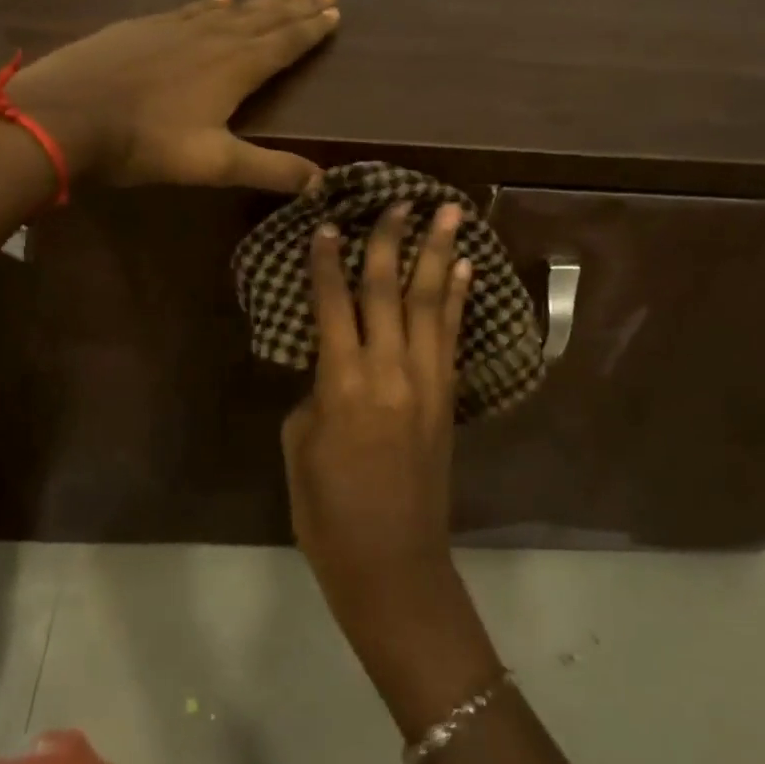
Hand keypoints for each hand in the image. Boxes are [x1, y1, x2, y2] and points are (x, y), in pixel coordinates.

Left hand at [2, 0, 339, 191]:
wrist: (66, 115)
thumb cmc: (145, 142)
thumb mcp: (214, 164)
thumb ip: (270, 169)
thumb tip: (322, 182)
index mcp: (236, 67)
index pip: (285, 43)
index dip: (312, 30)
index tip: (335, 12)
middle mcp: (213, 37)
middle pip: (264, 18)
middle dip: (296, 7)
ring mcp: (176, 27)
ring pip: (231, 9)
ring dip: (262, 1)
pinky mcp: (144, 26)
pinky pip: (192, 7)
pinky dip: (214, 2)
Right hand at [282, 198, 473, 638]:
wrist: (393, 563)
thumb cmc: (328, 512)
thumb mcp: (300, 446)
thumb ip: (318, 392)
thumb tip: (335, 364)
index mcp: (342, 384)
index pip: (334, 305)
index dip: (329, 262)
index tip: (329, 224)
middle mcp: (389, 371)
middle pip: (389, 291)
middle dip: (392, 241)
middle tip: (400, 200)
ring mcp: (427, 382)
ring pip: (431, 303)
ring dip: (439, 254)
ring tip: (450, 213)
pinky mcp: (448, 397)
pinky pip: (452, 336)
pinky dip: (459, 298)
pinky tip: (464, 270)